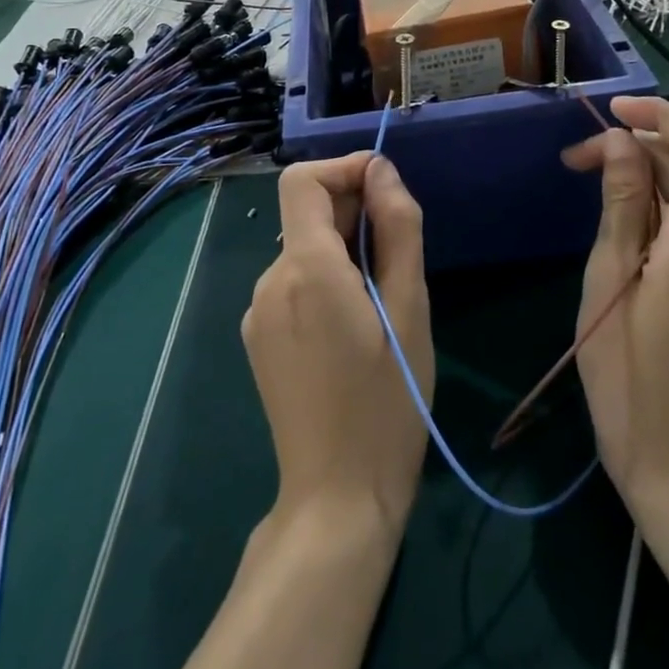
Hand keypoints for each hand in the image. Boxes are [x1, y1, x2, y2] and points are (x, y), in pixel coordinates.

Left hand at [245, 154, 432, 538]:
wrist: (337, 498)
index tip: (386, 192)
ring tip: (382, 302)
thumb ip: (397, 228)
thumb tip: (381, 170)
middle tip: (399, 258)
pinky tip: (355, 327)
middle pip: (305, 215)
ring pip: (303, 251)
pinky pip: (294, 284)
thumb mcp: (410, 308)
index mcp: (305, 268)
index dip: (343, 171)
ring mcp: (258, 312)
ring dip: (343, 252)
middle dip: (353, 215)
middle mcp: (269, 281)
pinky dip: (325, 281)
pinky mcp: (258, 338)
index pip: (302, 180)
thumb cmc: (388, 401)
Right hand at [563, 96, 668, 508]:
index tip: (611, 113)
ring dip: (644, 182)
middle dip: (635, 150)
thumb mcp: (609, 280)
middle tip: (573, 162)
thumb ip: (621, 205)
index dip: (660, 114)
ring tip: (590, 194)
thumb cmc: (629, 375)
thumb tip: (620, 143)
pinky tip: (622, 235)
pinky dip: (659, 215)